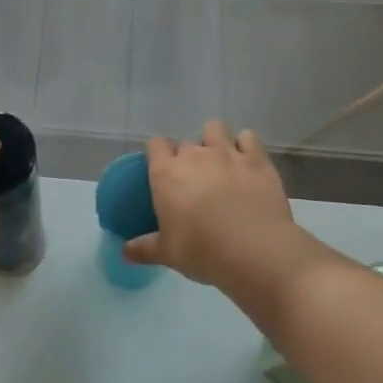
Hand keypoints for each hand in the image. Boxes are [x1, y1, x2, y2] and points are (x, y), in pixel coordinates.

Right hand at [125, 121, 332, 302]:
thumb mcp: (167, 254)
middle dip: (187, 157)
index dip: (158, 155)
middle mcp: (194, 155)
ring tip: (219, 163)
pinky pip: (248, 137)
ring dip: (214, 141)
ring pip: (214, 129)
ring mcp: (227, 153)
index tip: (162, 172)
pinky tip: (245, 162)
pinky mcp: (257, 160)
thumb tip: (125, 251)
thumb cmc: (202, 251)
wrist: (255, 252)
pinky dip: (245, 145)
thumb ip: (143, 249)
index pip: (155, 145)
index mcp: (166, 173)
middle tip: (193, 182)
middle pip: (185, 143)